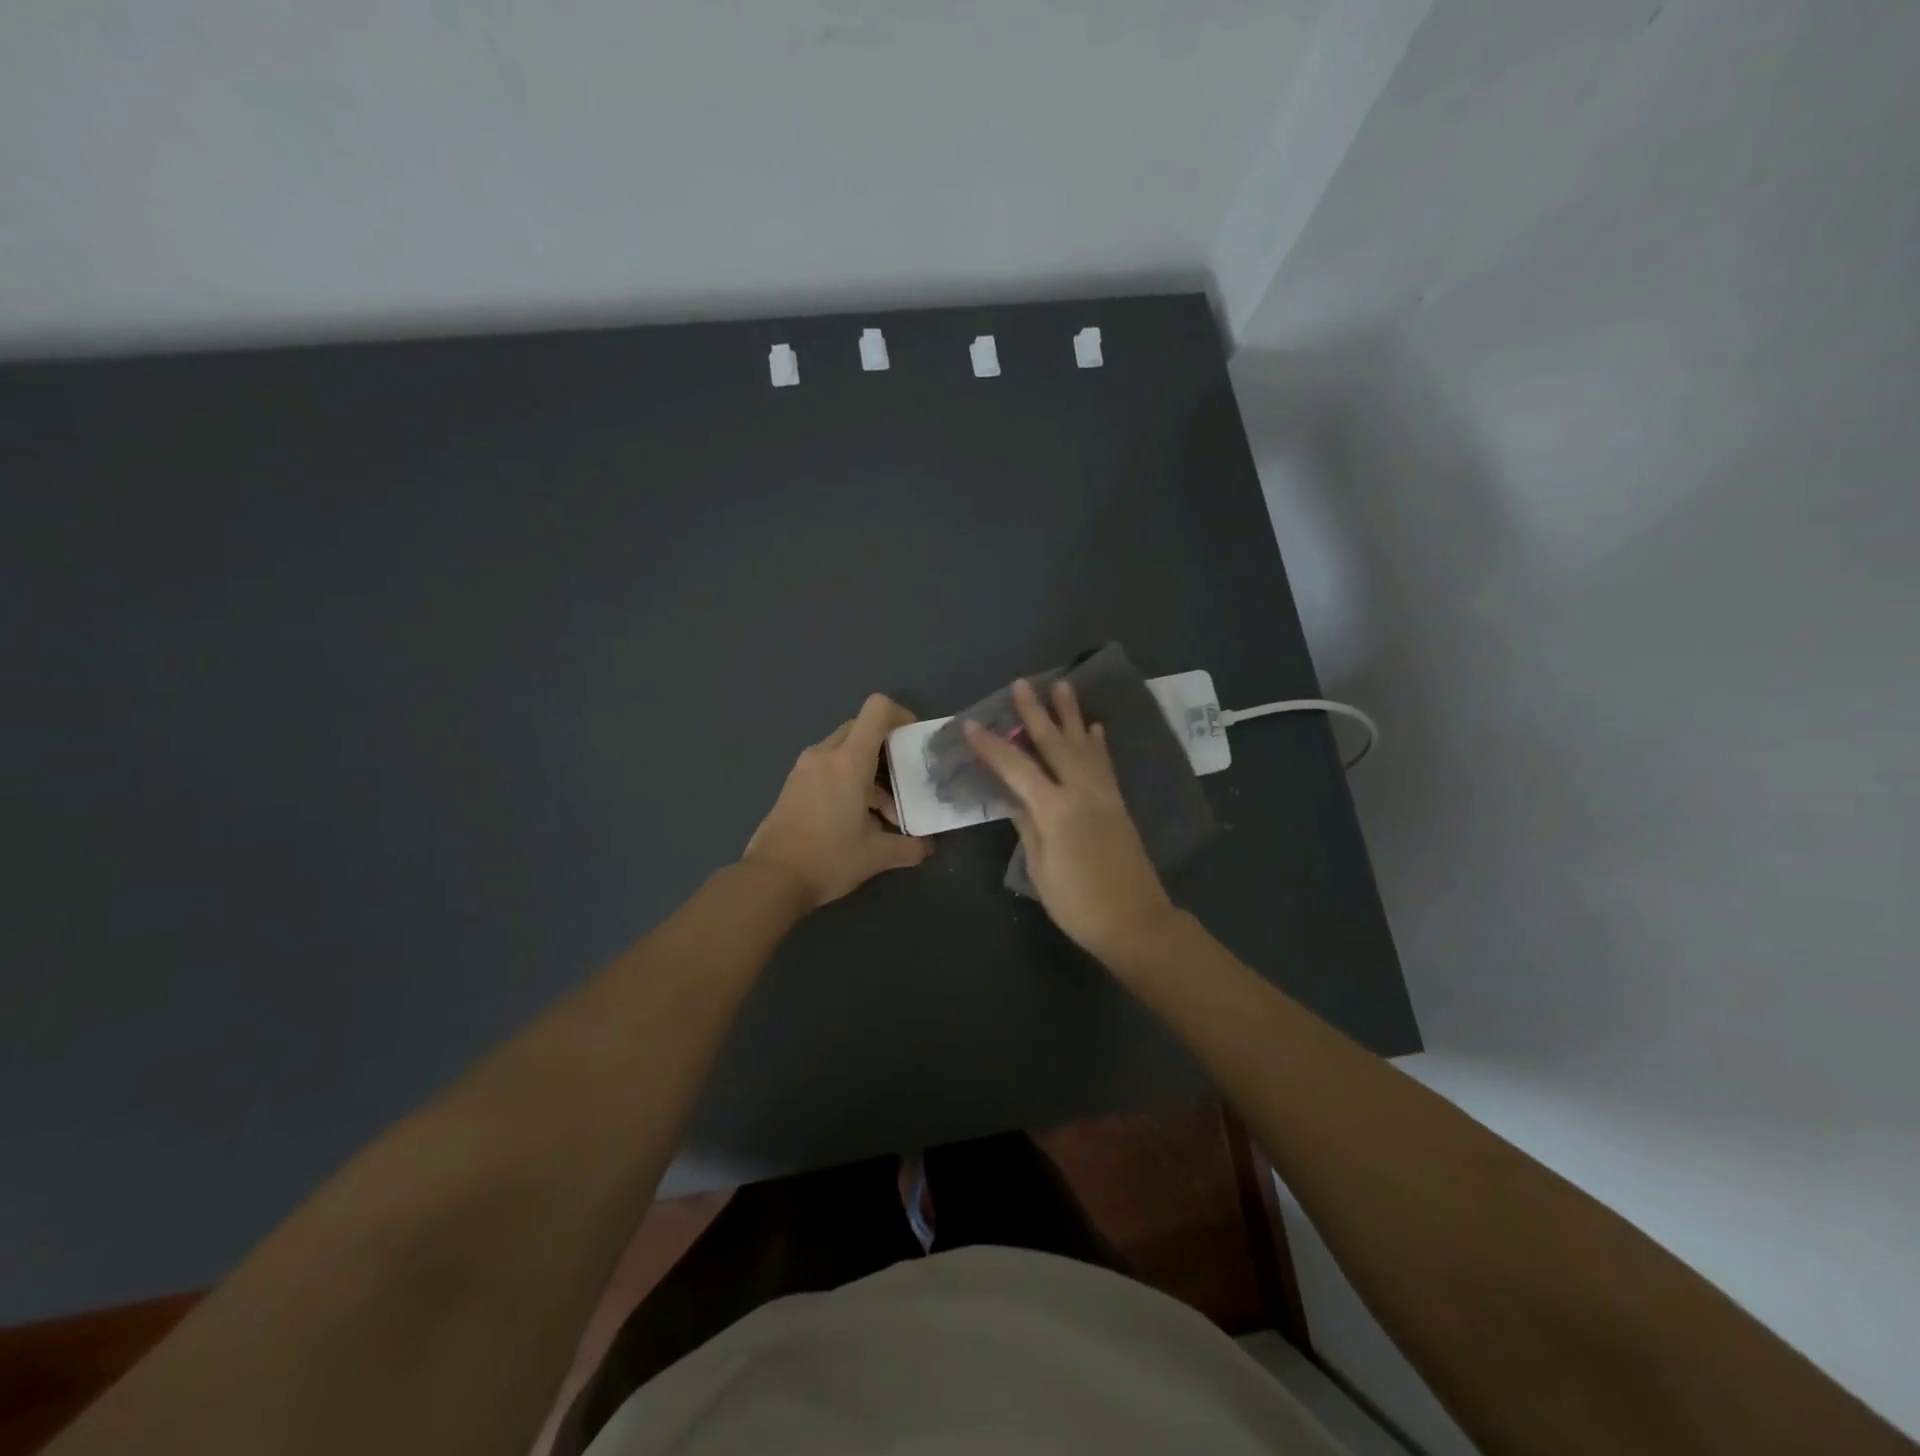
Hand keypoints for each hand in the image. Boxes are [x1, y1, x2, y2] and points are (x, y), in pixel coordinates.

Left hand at [744, 693, 931, 910]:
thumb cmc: (829, 858)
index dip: (901, 715)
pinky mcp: (792, 784)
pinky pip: (826, 767)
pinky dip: (846, 780)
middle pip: (861, 729)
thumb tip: (926, 846)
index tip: (913, 742)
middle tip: (901, 783)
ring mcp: (804, 768)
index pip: (877, 710)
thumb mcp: (877, 855)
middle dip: (886, 750)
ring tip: (880, 815)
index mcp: (849, 761)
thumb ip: (909, 846)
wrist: (771, 879)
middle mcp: (825, 755)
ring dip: (867, 771)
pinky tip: (853, 820)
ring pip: (844, 751)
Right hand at [964, 679, 1179, 964]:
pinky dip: (1097, 743)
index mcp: (1055, 809)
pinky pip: (1105, 763)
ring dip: (1071, 715)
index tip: (972, 724)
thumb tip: (1013, 795)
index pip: (1016, 768)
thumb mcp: (1040, 867)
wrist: (1135, 921)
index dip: (992, 746)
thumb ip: (1027, 825)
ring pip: (1084, 744)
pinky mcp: (1118, 802)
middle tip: (1021, 684)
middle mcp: (1081, 791)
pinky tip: (1094, 727)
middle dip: (1036, 712)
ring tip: (1062, 686)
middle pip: (1054, 743)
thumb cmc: (1078, 902)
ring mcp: (1104, 794)